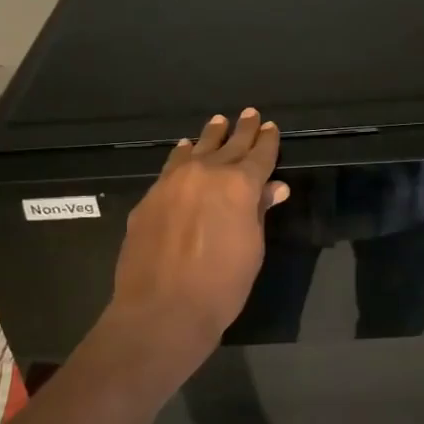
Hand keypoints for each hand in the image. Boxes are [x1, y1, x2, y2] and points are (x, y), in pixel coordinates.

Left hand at [109, 108, 289, 349]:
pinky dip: (182, 155)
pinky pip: (171, 166)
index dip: (268, 141)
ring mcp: (173, 183)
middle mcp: (206, 173)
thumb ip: (259, 212)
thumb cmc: (221, 285)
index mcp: (240, 185)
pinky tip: (184, 151)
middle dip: (242, 130)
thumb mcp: (252, 249)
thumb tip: (273, 187)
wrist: (162, 309)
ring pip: (196, 149)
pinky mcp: (149, 198)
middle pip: (229, 145)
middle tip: (250, 114)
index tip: (271, 127)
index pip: (259, 155)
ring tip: (218, 122)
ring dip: (210, 136)